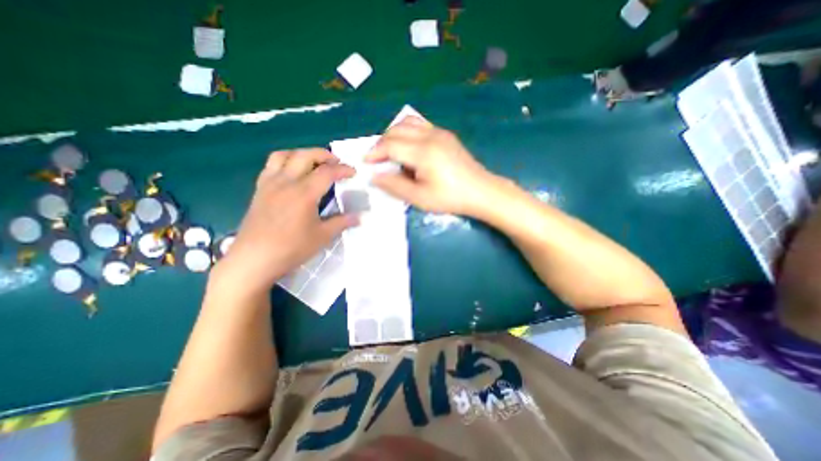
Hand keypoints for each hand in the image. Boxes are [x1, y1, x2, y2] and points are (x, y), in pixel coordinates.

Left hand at [217, 151, 357, 294]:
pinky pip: (271, 166)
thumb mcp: (322, 236)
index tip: (353, 172)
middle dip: (324, 154)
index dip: (343, 169)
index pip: (327, 172)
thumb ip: (342, 222)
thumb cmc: (291, 248)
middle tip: (337, 162)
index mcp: (304, 193)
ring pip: (285, 155)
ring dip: (302, 154)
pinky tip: (292, 174)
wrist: (253, 260)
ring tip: (314, 163)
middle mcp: (286, 182)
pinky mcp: (259, 190)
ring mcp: (270, 184)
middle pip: (305, 155)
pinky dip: (285, 161)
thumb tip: (360, 217)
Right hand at [366, 115, 496, 213]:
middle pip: (396, 130)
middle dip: (381, 143)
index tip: (366, 163)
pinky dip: (407, 132)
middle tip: (377, 160)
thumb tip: (375, 176)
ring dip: (394, 134)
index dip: (375, 153)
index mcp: (423, 152)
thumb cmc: (451, 198)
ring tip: (390, 152)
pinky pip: (420, 125)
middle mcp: (430, 136)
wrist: (481, 191)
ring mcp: (440, 133)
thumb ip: (395, 186)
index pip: (390, 145)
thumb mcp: (420, 198)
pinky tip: (409, 148)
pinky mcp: (445, 135)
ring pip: (408, 123)